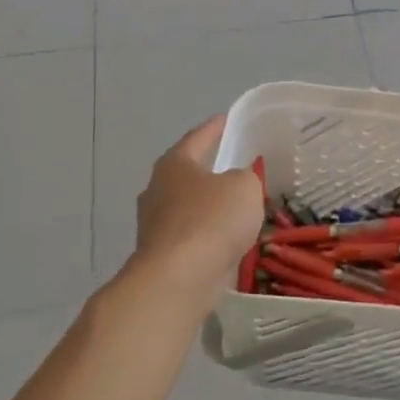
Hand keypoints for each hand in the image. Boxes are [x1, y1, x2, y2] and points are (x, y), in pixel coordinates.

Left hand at [131, 116, 262, 299]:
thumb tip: (235, 183)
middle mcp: (157, 189)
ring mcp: (154, 225)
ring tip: (236, 206)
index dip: (215, 127)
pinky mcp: (160, 255)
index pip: (197, 137)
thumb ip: (244, 177)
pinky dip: (208, 234)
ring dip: (208, 206)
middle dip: (209, 170)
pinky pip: (191, 235)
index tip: (227, 119)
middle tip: (235, 165)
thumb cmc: (212, 220)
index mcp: (174, 164)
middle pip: (187, 173)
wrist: (179, 279)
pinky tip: (227, 239)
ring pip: (188, 207)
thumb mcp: (244, 186)